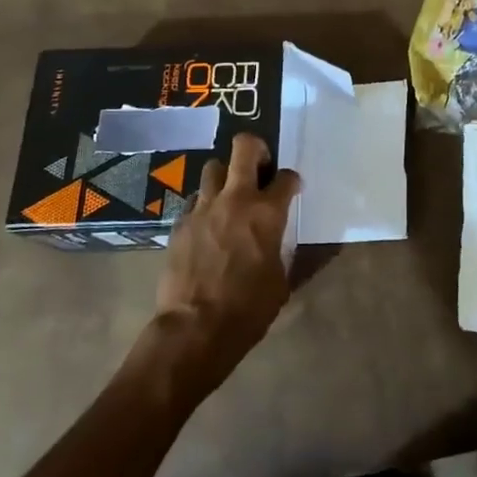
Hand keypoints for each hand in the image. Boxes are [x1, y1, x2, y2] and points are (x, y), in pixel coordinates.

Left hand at [154, 134, 300, 378]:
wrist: (195, 328)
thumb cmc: (248, 308)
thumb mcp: (281, 281)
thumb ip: (287, 252)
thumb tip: (296, 245)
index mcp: (267, 213)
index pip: (286, 177)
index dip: (292, 181)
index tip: (292, 190)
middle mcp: (236, 200)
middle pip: (244, 148)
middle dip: (256, 149)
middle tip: (261, 166)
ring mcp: (203, 208)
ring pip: (213, 168)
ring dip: (225, 176)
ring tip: (230, 195)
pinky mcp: (180, 223)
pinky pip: (195, 200)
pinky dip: (205, 205)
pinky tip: (208, 224)